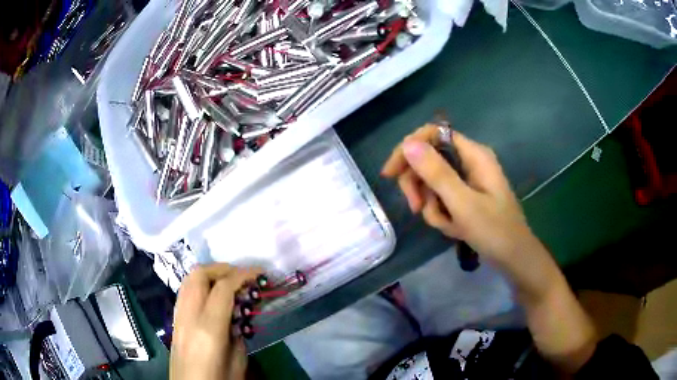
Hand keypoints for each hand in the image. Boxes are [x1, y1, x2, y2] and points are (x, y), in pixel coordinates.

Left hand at [170, 264, 260, 379]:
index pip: (223, 288)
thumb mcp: (238, 360)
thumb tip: (237, 315)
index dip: (243, 275)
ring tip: (228, 283)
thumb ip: (238, 333)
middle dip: (222, 268)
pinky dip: (199, 285)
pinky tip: (212, 297)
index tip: (259, 273)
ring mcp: (178, 317)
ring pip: (188, 279)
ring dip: (209, 274)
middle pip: (199, 275)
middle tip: (242, 276)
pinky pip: (185, 291)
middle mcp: (189, 316)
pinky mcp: (174, 320)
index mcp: (209, 328)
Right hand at [383, 124, 597, 372]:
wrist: (514, 259)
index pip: (433, 134)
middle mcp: (469, 162)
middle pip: (429, 159)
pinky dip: (442, 215)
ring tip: (448, 225)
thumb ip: (436, 173)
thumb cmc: (495, 231)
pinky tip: (454, 229)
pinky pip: (441, 200)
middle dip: (420, 185)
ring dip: (433, 207)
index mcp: (473, 154)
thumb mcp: (464, 204)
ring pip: (432, 184)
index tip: (391, 174)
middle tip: (417, 209)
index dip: (409, 148)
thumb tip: (408, 144)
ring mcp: (467, 181)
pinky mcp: (465, 197)